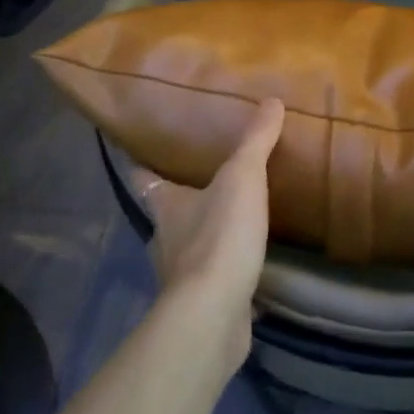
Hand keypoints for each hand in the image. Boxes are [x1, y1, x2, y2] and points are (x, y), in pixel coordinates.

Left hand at [130, 99, 284, 363]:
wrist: (213, 313)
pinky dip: (223, 275)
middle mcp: (165, 239)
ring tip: (231, 226)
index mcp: (166, 206)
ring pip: (188, 250)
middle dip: (181, 204)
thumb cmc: (219, 236)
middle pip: (166, 215)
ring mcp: (180, 277)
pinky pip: (212, 283)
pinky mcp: (200, 306)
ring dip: (204, 240)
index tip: (142, 156)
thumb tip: (271, 100)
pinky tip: (245, 272)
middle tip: (205, 187)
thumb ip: (255, 141)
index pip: (144, 179)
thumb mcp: (242, 178)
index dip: (142, 166)